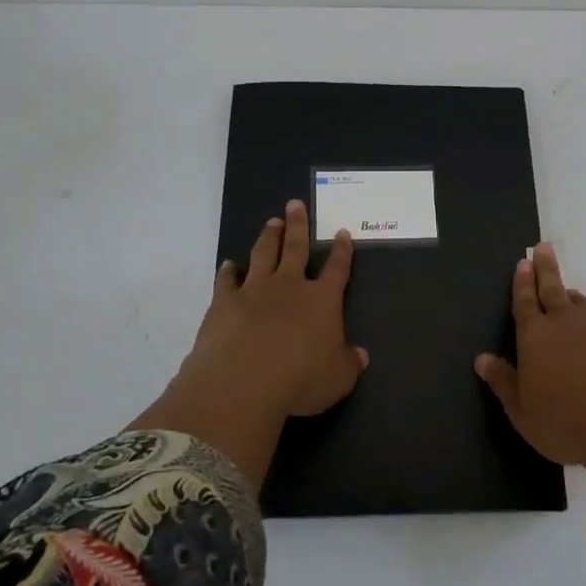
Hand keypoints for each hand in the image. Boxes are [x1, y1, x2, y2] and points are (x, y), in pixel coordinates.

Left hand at [182, 199, 368, 418]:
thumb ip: (349, 362)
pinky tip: (228, 265)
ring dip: (269, 237)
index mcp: (322, 300)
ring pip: (263, 254)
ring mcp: (254, 290)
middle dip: (298, 225)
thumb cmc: (301, 379)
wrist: (244, 381)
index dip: (341, 251)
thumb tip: (361, 355)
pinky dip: (228, 271)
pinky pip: (227, 280)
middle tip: (295, 204)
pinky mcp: (224, 302)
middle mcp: (289, 286)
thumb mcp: (338, 378)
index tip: (342, 232)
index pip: (337, 269)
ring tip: (272, 222)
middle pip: (296, 248)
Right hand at [475, 242, 585, 471]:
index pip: (524, 301)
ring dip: (575, 300)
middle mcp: (566, 321)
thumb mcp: (523, 413)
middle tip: (543, 248)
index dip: (521, 282)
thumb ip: (502, 382)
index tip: (523, 262)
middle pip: (552, 287)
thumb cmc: (567, 425)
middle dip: (545, 267)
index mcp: (535, 336)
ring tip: (573, 299)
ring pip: (584, 303)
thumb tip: (481, 359)